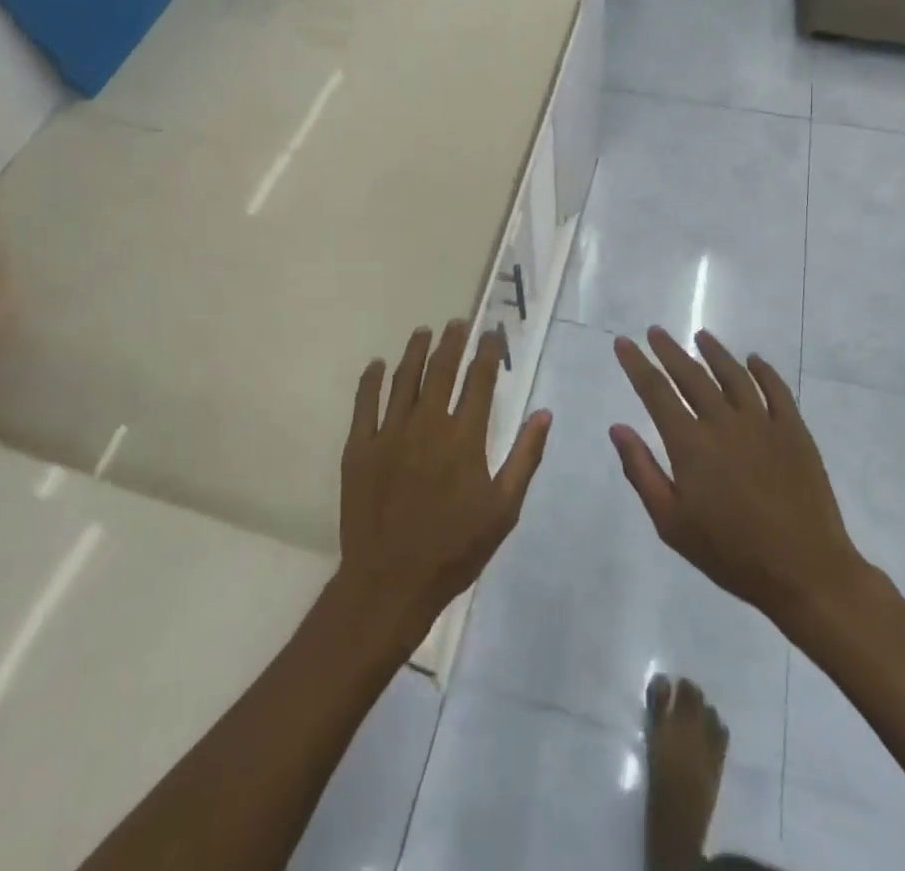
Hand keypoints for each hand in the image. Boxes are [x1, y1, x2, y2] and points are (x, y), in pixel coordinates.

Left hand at [339, 321, 550, 640]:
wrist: (391, 581)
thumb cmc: (455, 548)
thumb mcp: (504, 509)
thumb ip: (525, 457)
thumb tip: (544, 413)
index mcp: (464, 437)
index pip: (479, 380)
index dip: (487, 352)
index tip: (493, 334)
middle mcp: (428, 424)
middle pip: (441, 370)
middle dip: (452, 341)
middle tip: (457, 322)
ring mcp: (390, 433)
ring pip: (404, 378)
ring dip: (415, 351)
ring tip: (424, 331)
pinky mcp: (360, 447)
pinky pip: (365, 403)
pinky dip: (371, 380)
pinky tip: (377, 364)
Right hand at [610, 327, 872, 627]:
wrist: (805, 571)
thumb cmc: (730, 553)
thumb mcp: (671, 523)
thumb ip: (641, 471)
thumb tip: (617, 428)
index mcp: (690, 443)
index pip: (655, 391)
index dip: (636, 364)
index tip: (623, 342)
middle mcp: (723, 422)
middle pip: (691, 375)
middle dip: (669, 350)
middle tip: (655, 332)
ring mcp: (763, 423)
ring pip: (733, 374)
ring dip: (715, 352)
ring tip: (701, 336)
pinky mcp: (794, 431)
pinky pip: (776, 390)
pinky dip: (763, 370)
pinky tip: (754, 360)